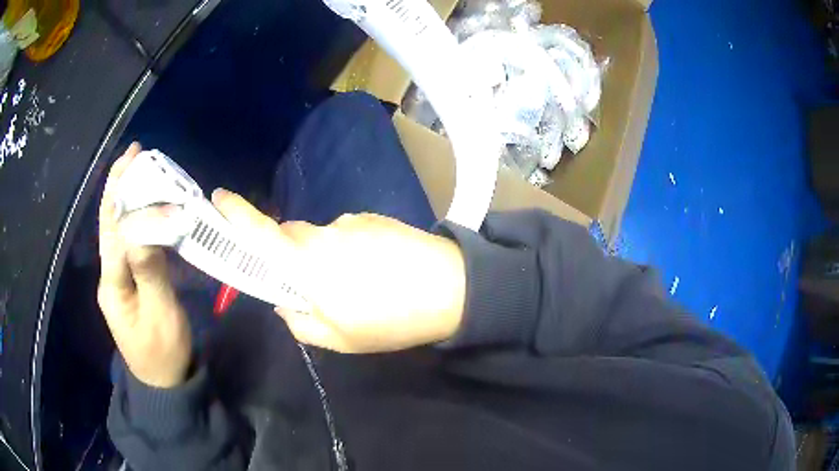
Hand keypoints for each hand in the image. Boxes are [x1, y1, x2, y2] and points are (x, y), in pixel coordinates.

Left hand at [97, 143, 191, 387]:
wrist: (162, 380)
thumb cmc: (164, 351)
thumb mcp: (161, 314)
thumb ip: (149, 270)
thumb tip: (141, 227)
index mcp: (113, 282)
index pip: (115, 229)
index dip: (126, 194)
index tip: (138, 162)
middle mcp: (109, 274)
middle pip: (108, 222)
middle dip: (118, 185)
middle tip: (134, 153)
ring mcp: (116, 278)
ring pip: (115, 230)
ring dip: (124, 197)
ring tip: (137, 169)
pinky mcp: (127, 281)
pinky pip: (126, 242)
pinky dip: (133, 218)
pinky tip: (143, 206)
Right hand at [212, 189, 466, 352]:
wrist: (452, 288)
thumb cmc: (390, 320)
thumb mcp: (338, 338)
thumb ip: (300, 320)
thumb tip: (285, 299)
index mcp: (307, 264)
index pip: (259, 233)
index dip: (235, 214)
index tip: (217, 197)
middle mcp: (323, 234)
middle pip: (289, 237)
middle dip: (289, 258)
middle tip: (315, 289)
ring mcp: (351, 222)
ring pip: (320, 238)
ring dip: (325, 259)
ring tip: (359, 287)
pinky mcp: (373, 218)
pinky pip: (346, 234)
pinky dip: (349, 252)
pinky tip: (377, 273)